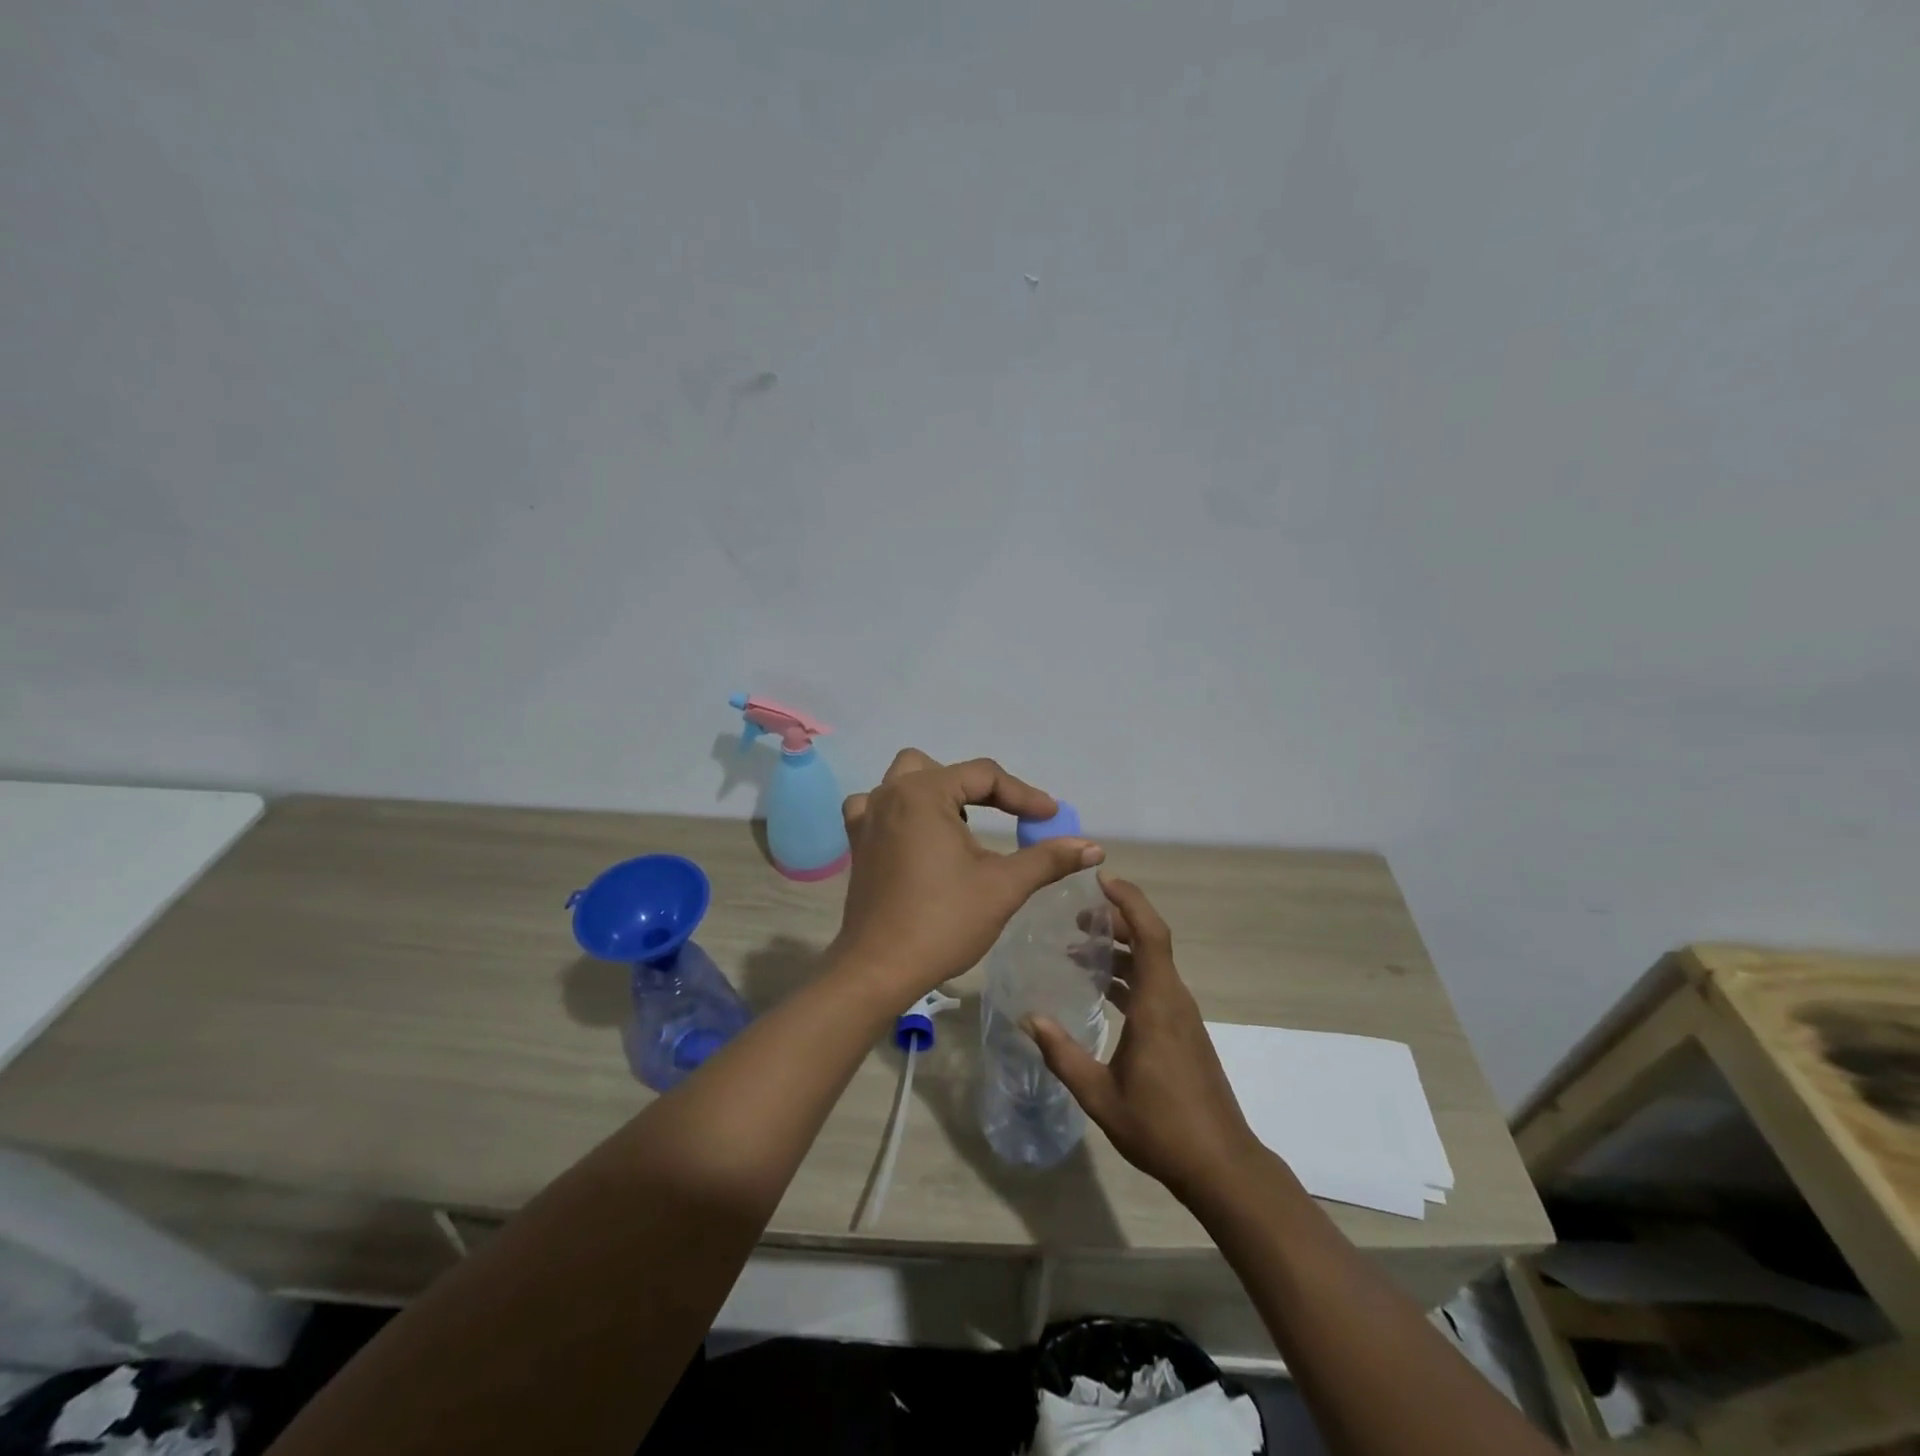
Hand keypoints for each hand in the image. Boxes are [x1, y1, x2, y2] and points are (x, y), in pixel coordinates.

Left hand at [831, 749, 1103, 999]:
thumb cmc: (943, 921)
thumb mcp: (1003, 886)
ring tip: (962, 827)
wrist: (879, 969)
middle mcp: (889, 795)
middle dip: (976, 788)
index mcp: (923, 794)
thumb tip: (1094, 847)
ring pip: (905, 782)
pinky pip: (878, 808)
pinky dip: (902, 812)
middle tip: (1005, 816)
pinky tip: (918, 837)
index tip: (1051, 818)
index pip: (983, 776)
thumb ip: (1048, 858)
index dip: (1023, 795)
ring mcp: (867, 818)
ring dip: (938, 794)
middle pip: (940, 769)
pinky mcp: (858, 844)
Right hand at [1026, 875, 1261, 1203]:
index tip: (1102, 880)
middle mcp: (1174, 1000)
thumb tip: (1029, 1018)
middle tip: (1076, 916)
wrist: (1221, 1165)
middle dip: (1115, 920)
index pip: (1150, 933)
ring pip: (1152, 964)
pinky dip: (1128, 974)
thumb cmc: (1160, 1127)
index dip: (1129, 901)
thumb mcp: (1100, 1095)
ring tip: (1080, 947)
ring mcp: (1182, 1016)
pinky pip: (1155, 985)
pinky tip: (1102, 989)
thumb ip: (1062, 1054)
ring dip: (1120, 949)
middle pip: (1149, 941)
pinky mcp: (1183, 1032)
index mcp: (1158, 1004)